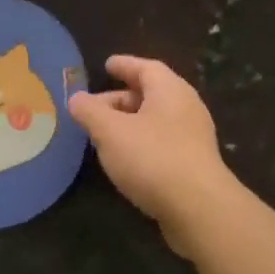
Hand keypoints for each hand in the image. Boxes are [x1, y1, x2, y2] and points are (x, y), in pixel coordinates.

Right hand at [68, 56, 240, 256]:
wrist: (198, 208)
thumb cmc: (152, 158)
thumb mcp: (111, 132)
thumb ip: (90, 112)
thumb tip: (76, 98)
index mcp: (170, 90)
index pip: (146, 68)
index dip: (124, 65)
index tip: (106, 64)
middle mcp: (186, 108)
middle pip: (151, 94)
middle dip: (120, 99)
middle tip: (93, 108)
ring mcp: (193, 137)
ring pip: (156, 121)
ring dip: (129, 124)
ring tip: (103, 134)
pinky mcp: (193, 165)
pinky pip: (162, 143)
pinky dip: (140, 143)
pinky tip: (124, 159)